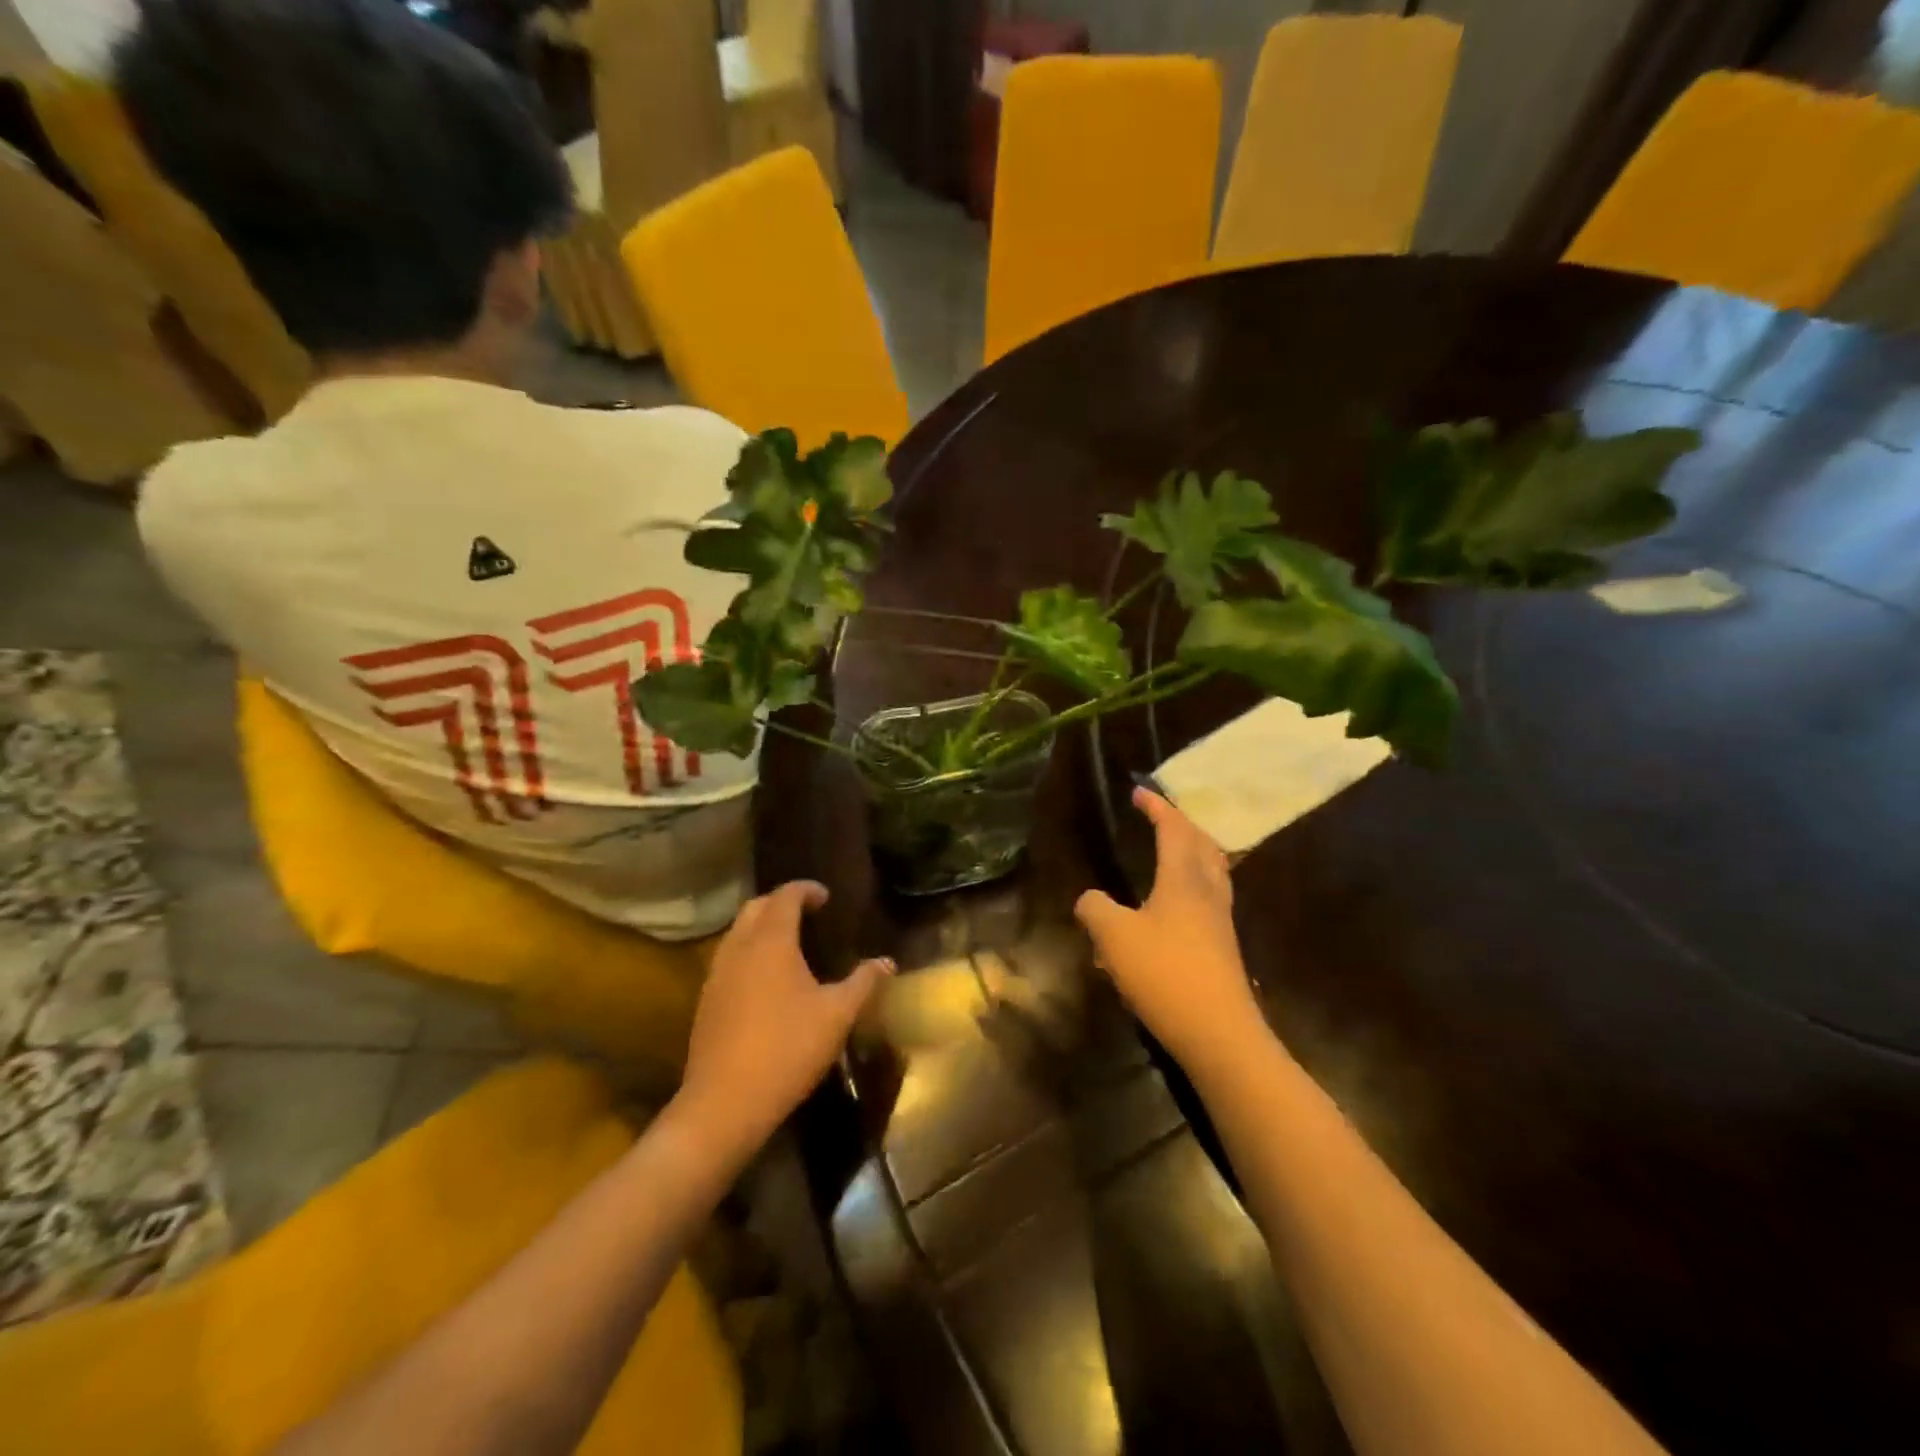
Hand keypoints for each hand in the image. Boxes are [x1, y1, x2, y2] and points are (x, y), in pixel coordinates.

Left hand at [674, 881, 891, 1160]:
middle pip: (756, 907)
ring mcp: (717, 974)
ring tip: (789, 945)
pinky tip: (767, 981)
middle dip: (781, 903)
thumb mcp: (837, 1015)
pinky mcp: (707, 1001)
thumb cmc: (788, 1049)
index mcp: (771, 941)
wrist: (725, 1102)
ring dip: (762, 927)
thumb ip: (863, 982)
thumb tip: (887, 962)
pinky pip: (729, 959)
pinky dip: (749, 953)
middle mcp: (739, 948)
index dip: (806, 890)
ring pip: (738, 933)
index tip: (826, 897)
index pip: (785, 896)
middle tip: (808, 914)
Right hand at [1076, 789, 1263, 1070]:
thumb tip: (1089, 898)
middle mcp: (1208, 891)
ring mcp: (1220, 920)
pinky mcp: (1223, 947)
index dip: (1156, 807)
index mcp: (1184, 878)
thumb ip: (1095, 909)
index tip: (1138, 792)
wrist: (1218, 1033)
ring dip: (1192, 852)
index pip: (1173, 829)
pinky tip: (1174, 905)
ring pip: (1211, 871)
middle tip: (1160, 817)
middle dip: (1181, 824)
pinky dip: (1192, 884)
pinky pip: (1209, 898)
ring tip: (1172, 853)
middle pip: (1202, 845)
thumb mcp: (1114, 937)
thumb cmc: (1165, 973)